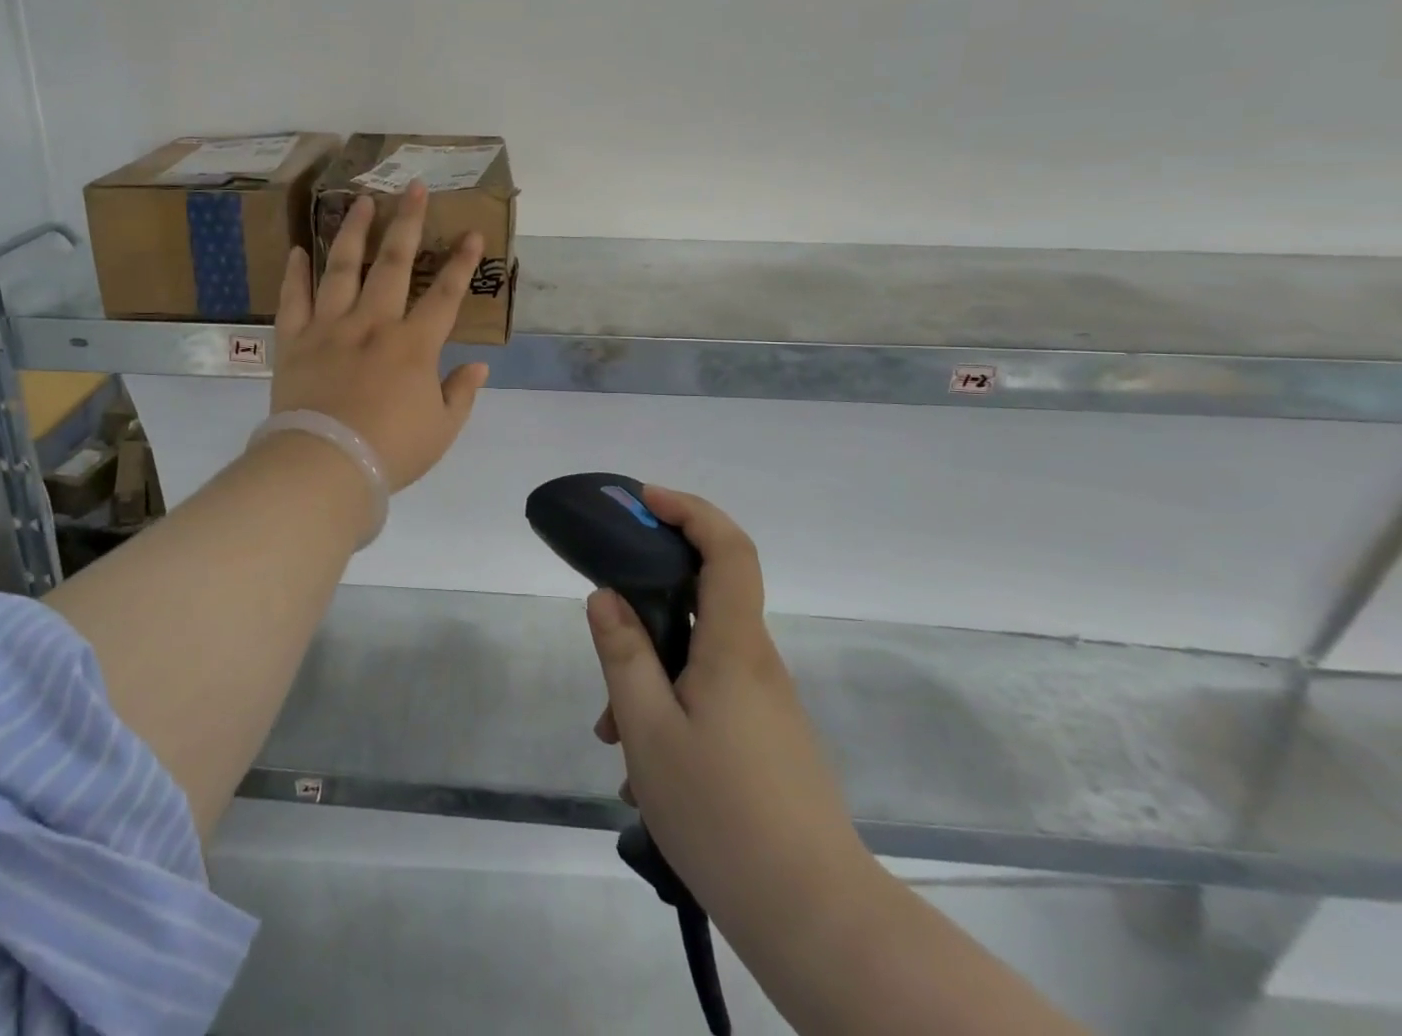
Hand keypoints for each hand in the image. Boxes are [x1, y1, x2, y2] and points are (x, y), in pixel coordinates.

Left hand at [270, 184, 488, 490]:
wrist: (326, 465)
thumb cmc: (391, 451)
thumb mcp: (441, 429)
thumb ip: (460, 394)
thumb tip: (478, 366)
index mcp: (414, 345)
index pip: (446, 294)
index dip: (462, 262)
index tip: (472, 232)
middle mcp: (373, 323)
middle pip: (394, 264)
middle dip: (408, 222)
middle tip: (414, 187)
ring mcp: (330, 327)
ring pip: (342, 268)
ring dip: (353, 231)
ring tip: (360, 200)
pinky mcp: (295, 341)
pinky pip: (293, 300)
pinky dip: (294, 274)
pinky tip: (298, 250)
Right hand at [587, 487, 872, 946]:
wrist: (815, 918)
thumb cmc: (723, 814)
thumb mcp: (649, 730)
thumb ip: (624, 654)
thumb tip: (606, 595)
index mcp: (734, 645)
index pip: (728, 548)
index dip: (689, 510)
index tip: (644, 501)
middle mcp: (756, 661)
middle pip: (703, 599)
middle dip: (647, 607)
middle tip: (605, 640)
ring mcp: (766, 702)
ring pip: (699, 655)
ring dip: (652, 675)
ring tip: (615, 736)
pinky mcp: (767, 736)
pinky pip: (710, 693)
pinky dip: (671, 706)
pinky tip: (645, 767)